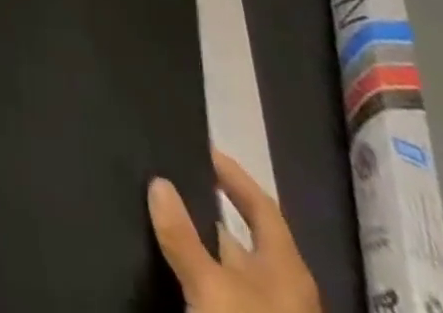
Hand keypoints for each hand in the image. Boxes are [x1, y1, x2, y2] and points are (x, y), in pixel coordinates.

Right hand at [149, 150, 319, 312]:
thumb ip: (182, 236)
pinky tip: (173, 269)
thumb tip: (158, 181)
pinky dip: (200, 276)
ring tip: (161, 217)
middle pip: (245, 238)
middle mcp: (282, 290)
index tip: (202, 148)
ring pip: (232, 270)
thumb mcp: (211, 288)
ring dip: (201, 245)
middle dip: (207, 210)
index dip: (234, 176)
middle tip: (169, 179)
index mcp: (285, 268)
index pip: (262, 206)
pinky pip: (224, 295)